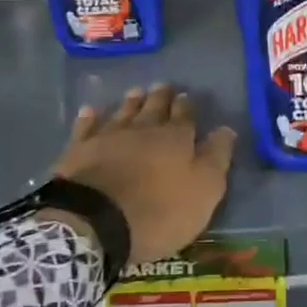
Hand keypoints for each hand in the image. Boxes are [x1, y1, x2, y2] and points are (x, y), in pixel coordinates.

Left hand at [49, 84, 235, 264]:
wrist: (96, 221)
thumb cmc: (159, 211)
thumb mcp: (203, 191)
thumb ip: (216, 158)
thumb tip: (226, 129)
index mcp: (175, 139)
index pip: (184, 116)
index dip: (186, 107)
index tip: (186, 96)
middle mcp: (143, 129)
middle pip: (153, 108)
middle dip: (160, 97)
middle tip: (163, 85)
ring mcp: (108, 137)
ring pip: (123, 112)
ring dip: (131, 102)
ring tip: (136, 91)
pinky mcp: (79, 150)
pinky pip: (86, 127)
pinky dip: (90, 118)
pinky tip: (90, 111)